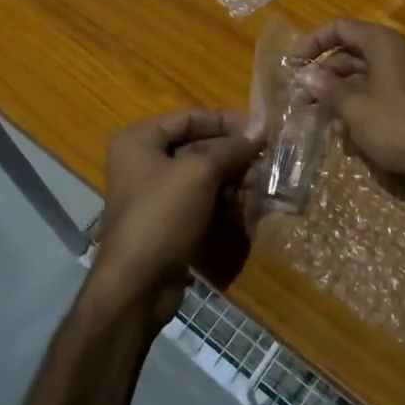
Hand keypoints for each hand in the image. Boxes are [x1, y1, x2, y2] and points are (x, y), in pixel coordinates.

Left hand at [91, 110, 261, 329]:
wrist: (137, 286)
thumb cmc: (163, 215)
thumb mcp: (200, 172)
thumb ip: (231, 147)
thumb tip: (262, 126)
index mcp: (140, 140)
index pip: (190, 118)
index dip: (226, 121)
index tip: (260, 128)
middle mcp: (143, 161)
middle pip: (197, 146)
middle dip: (233, 154)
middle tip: (267, 159)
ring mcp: (154, 194)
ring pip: (203, 175)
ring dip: (233, 179)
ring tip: (262, 185)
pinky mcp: (167, 221)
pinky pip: (200, 200)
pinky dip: (223, 201)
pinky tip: (248, 207)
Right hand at [290, 20, 404, 191]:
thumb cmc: (397, 125)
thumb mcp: (354, 107)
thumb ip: (327, 88)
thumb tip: (304, 74)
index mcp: (381, 43)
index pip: (340, 28)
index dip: (313, 42)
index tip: (292, 64)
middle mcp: (393, 53)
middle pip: (348, 55)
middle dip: (324, 76)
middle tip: (302, 99)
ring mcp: (403, 78)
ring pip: (360, 79)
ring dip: (340, 99)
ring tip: (325, 123)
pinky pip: (375, 97)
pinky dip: (359, 111)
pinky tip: (349, 139)